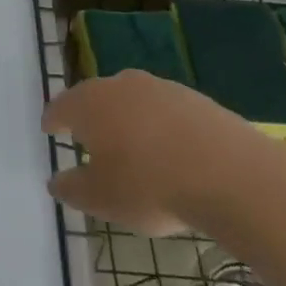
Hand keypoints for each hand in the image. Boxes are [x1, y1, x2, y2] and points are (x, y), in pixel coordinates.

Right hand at [41, 71, 272, 235]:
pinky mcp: (198, 100)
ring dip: (128, 120)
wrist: (235, 177)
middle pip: (96, 98)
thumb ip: (72, 188)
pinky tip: (171, 153)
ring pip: (133, 101)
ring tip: (132, 148)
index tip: (50, 130)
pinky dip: (161, 127)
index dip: (53, 121)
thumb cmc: (151, 186)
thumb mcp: (100, 199)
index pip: (60, 107)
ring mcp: (162, 88)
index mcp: (88, 103)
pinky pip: (166, 112)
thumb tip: (57, 181)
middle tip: (88, 138)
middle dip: (90, 116)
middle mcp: (120, 85)